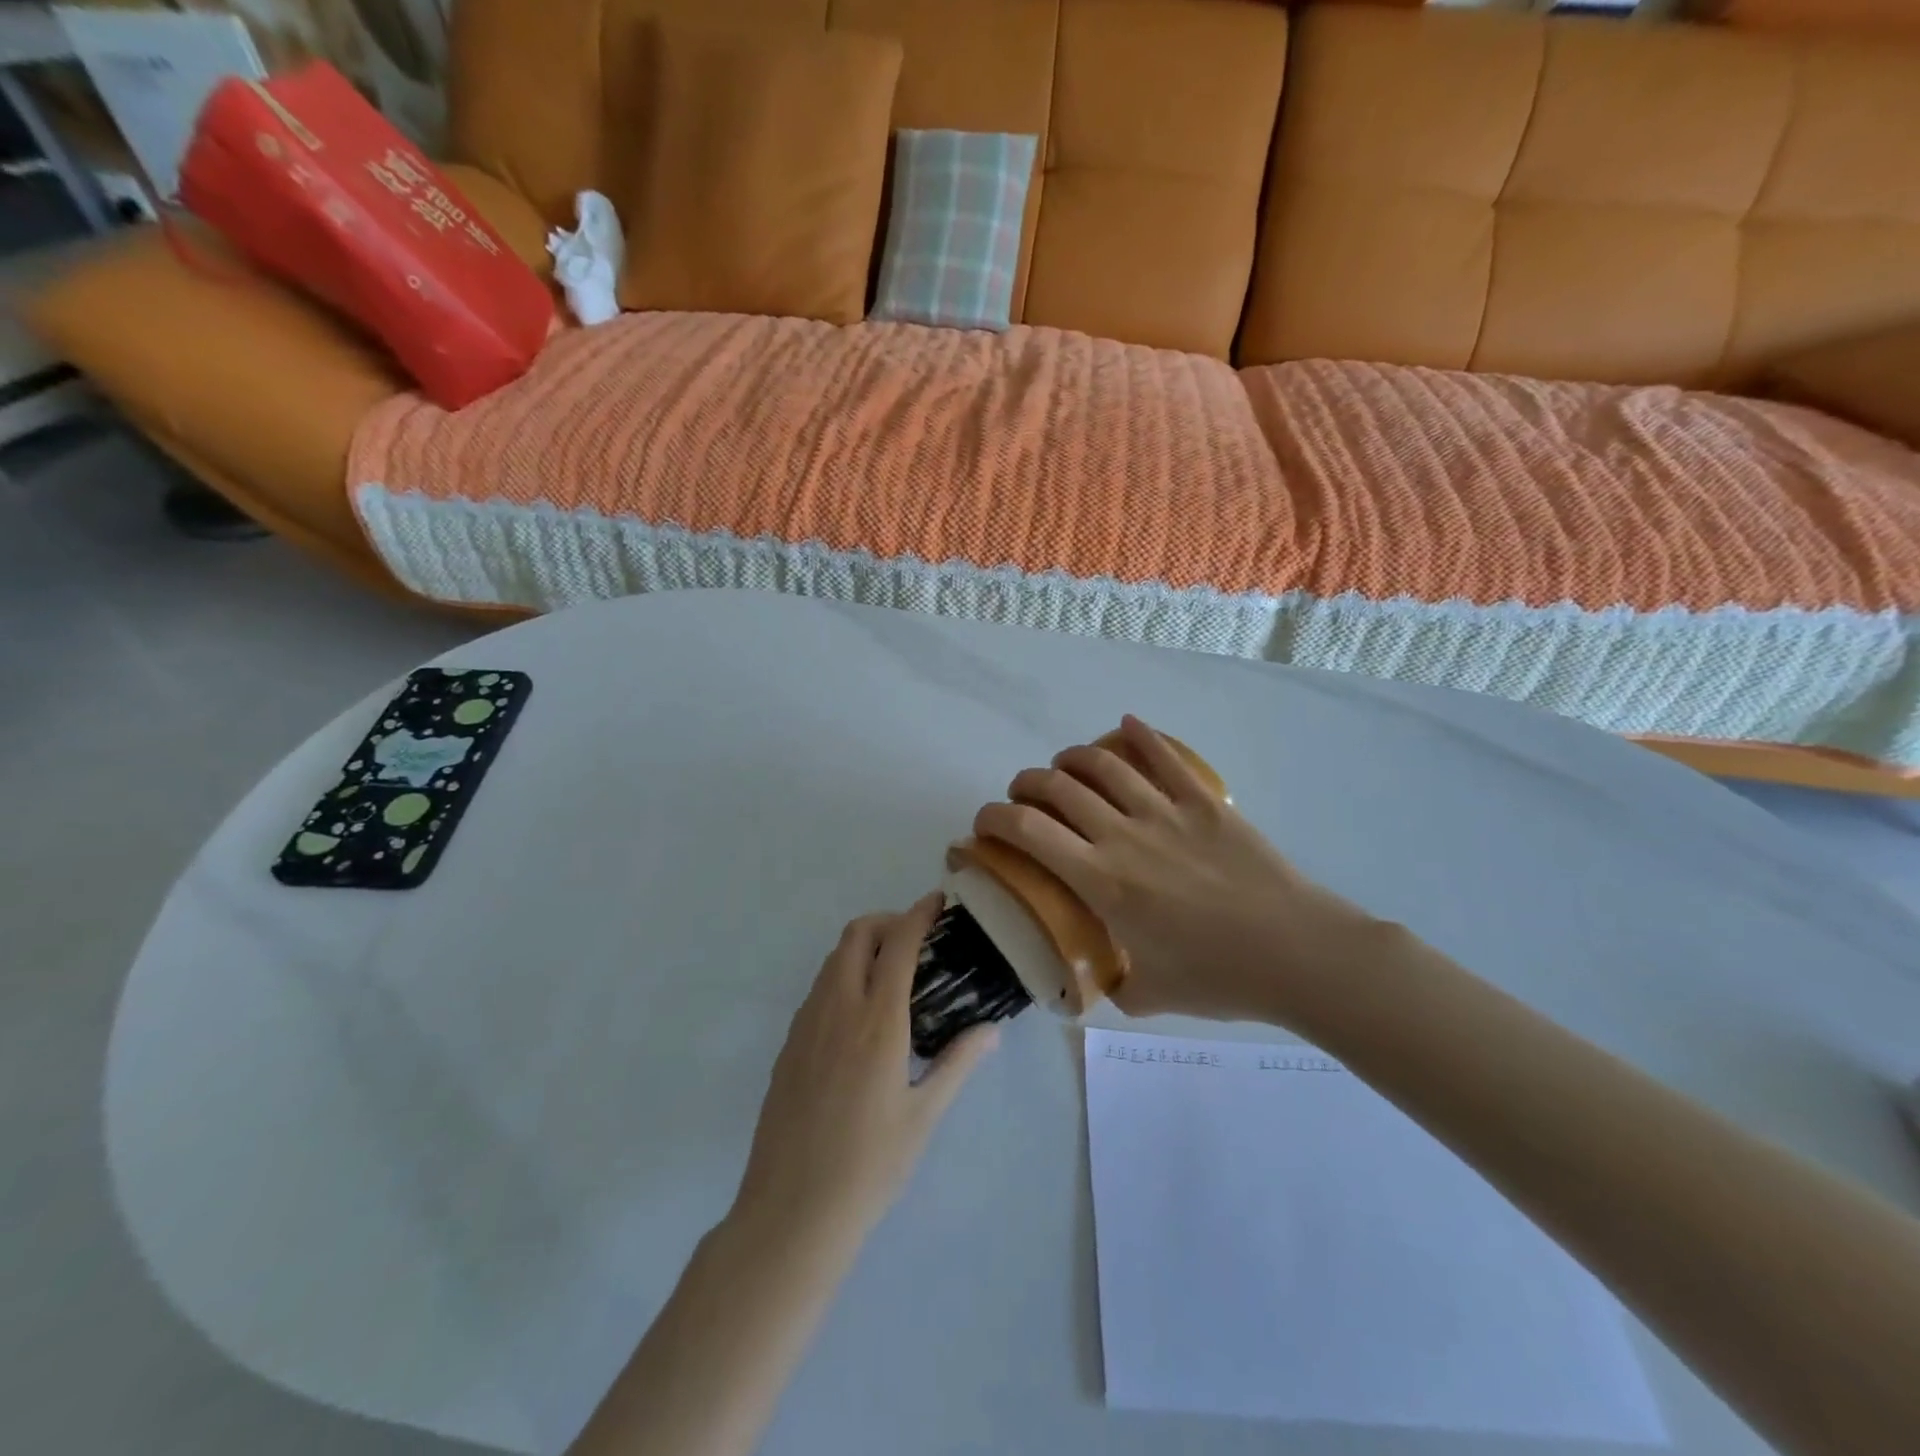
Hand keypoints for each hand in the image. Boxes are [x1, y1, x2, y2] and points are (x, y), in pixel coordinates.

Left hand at [734, 897, 997, 1240]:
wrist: (791, 1212)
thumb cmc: (869, 1166)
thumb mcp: (923, 1116)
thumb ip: (957, 1063)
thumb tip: (990, 1029)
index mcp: (877, 1022)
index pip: (898, 944)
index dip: (918, 914)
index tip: (937, 901)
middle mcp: (837, 1009)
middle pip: (856, 935)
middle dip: (887, 922)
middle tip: (915, 941)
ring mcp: (806, 1025)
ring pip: (832, 960)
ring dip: (862, 948)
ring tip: (892, 975)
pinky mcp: (788, 1046)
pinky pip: (818, 990)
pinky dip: (842, 978)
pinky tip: (860, 1017)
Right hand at [972, 716, 1380, 1026]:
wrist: (1298, 953)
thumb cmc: (1220, 978)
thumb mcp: (1150, 996)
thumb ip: (1114, 984)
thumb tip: (1103, 978)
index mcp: (1101, 881)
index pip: (1028, 832)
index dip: (994, 818)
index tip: (984, 825)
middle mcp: (1123, 835)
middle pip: (1057, 787)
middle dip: (1027, 785)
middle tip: (1025, 797)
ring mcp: (1166, 812)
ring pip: (1103, 764)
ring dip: (1072, 758)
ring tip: (1065, 766)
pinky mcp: (1204, 802)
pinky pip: (1165, 757)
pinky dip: (1140, 735)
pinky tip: (1126, 725)